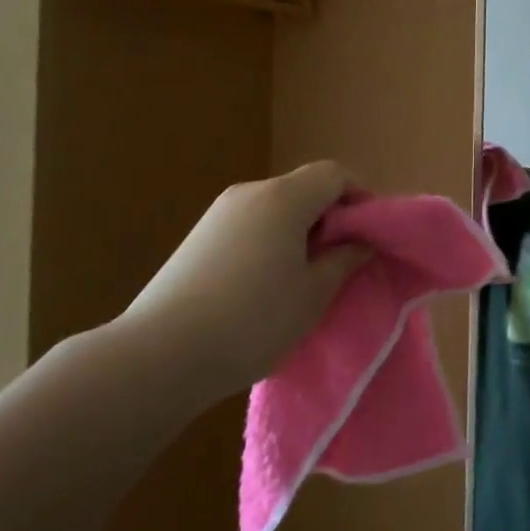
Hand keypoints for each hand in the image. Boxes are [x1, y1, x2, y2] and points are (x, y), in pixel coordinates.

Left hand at [117, 161, 370, 398]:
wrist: (159, 356)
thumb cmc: (252, 320)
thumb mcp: (313, 294)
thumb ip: (344, 260)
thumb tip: (361, 242)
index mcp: (284, 198)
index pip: (334, 174)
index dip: (360, 197)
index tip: (370, 234)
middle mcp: (250, 193)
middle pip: (303, 188)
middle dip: (330, 217)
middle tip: (342, 260)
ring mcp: (218, 214)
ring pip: (275, 208)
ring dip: (299, 231)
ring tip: (304, 277)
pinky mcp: (197, 238)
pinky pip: (249, 225)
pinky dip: (270, 242)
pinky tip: (264, 285)